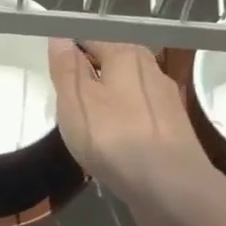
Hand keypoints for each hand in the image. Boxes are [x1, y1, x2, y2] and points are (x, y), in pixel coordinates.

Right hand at [46, 39, 220, 225]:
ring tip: (87, 127)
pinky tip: (113, 145)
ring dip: (108, 104)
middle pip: (112, 65)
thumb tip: (60, 38)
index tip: (53, 74)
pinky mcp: (172, 130)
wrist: (170, 187)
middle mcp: (151, 69)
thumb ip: (66, 68)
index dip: (70, 52)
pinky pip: (139, 118)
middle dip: (89, 79)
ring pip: (127, 93)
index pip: (91, 38)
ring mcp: (166, 101)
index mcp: (127, 54)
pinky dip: (124, 126)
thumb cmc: (115, 139)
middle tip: (65, 104)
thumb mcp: (76, 101)